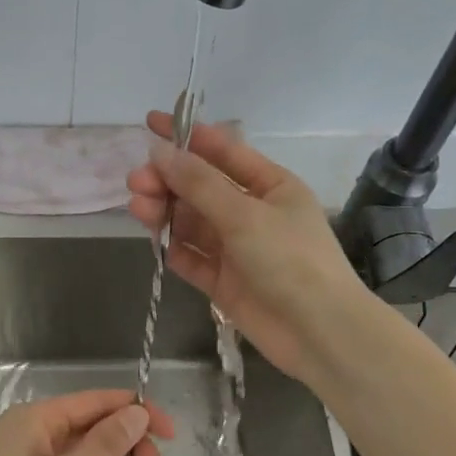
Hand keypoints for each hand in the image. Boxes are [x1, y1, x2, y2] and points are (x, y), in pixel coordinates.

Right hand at [127, 110, 368, 381]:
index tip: (150, 123)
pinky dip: (175, 250)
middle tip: (137, 183)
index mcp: (270, 185)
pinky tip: (158, 243)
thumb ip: (199, 184)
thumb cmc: (290, 260)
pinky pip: (193, 259)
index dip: (186, 136)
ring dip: (165, 214)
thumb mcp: (244, 214)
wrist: (319, 332)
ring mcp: (237, 249)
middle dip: (168, 181)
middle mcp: (252, 213)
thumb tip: (160, 151)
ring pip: (192, 223)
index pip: (222, 151)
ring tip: (138, 208)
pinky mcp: (224, 282)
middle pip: (201, 188)